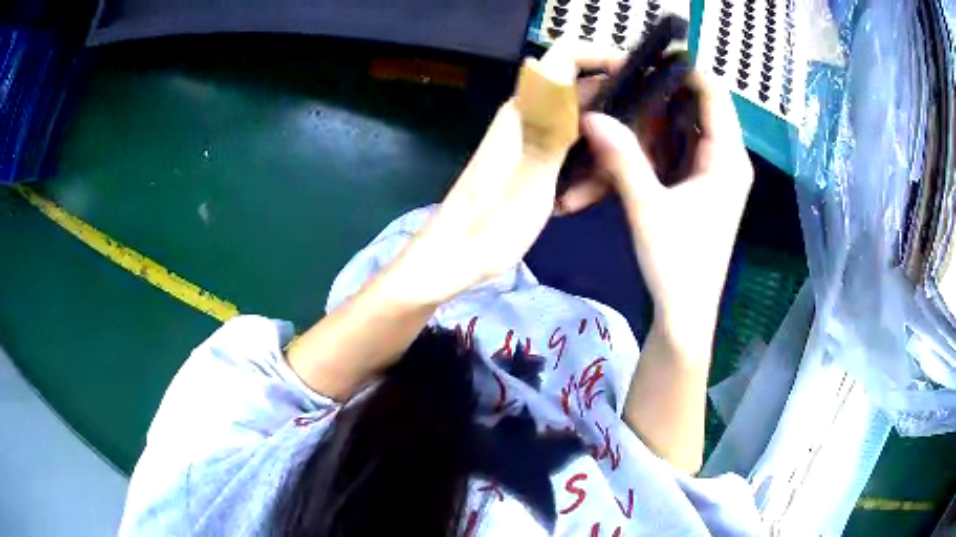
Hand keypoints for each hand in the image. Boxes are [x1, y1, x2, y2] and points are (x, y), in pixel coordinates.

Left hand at [391, 41, 626, 304]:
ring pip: (585, 130)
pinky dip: (582, 174)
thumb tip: (553, 65)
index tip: (637, 77)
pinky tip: (571, 203)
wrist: (457, 255)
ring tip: (582, 198)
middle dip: (612, 123)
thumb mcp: (531, 172)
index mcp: (527, 109)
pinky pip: (573, 154)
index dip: (601, 56)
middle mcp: (533, 116)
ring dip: (596, 160)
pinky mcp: (535, 162)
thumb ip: (549, 119)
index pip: (564, 57)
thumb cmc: (491, 220)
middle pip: (586, 96)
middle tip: (625, 160)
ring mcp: (535, 139)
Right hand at [584, 73, 752, 347]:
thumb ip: (621, 159)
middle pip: (696, 107)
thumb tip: (591, 115)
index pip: (713, 93)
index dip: (682, 70)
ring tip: (616, 112)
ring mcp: (713, 174)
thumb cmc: (678, 265)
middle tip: (619, 87)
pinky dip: (654, 144)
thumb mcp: (648, 208)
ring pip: (684, 129)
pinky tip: (627, 144)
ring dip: (652, 121)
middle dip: (659, 95)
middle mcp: (726, 160)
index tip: (643, 62)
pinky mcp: (699, 188)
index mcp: (727, 159)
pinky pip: (677, 150)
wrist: (685, 314)